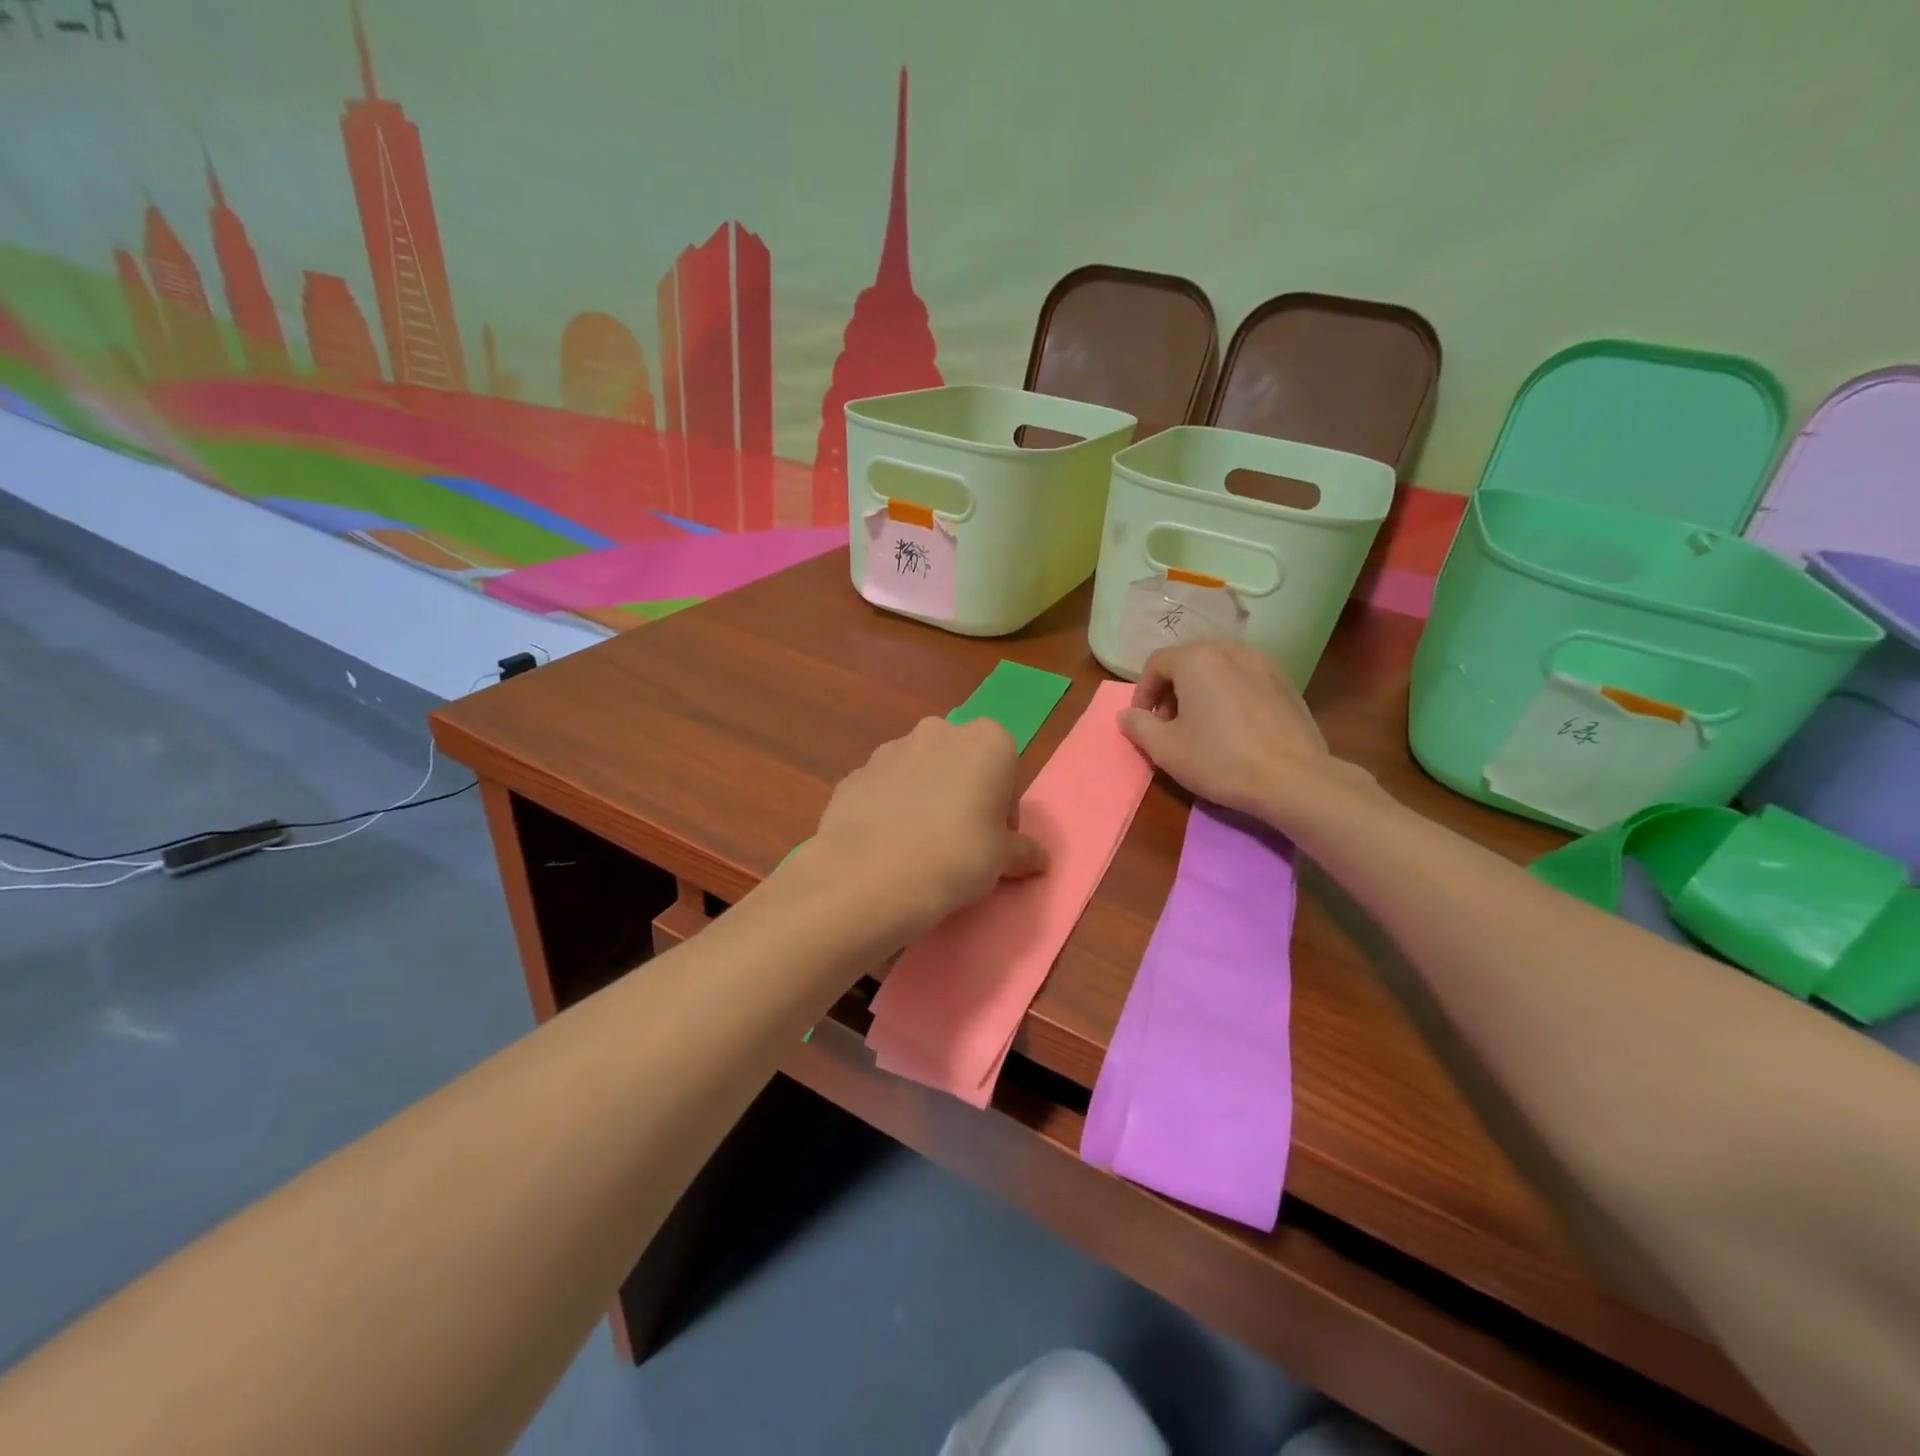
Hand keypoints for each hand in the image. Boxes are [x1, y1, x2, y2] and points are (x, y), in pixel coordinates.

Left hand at [809, 716, 1047, 943]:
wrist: (871, 874)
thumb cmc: (957, 856)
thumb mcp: (1003, 860)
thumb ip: (1023, 852)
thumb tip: (1039, 859)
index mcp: (986, 740)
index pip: (1006, 771)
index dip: (1002, 810)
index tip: (993, 842)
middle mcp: (938, 731)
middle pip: (961, 764)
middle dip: (962, 795)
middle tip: (960, 843)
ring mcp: (891, 748)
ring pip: (920, 773)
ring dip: (925, 799)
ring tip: (919, 846)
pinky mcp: (855, 773)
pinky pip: (884, 790)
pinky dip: (890, 810)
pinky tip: (887, 846)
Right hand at [1117, 640, 1365, 829]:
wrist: (1294, 779)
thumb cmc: (1220, 760)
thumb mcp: (1165, 749)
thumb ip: (1138, 726)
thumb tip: (1126, 715)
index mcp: (1197, 659)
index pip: (1156, 664)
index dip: (1142, 693)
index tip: (1143, 722)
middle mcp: (1230, 650)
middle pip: (1188, 661)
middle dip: (1171, 690)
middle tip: (1169, 724)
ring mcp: (1263, 663)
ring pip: (1218, 669)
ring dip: (1200, 691)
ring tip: (1201, 725)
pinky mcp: (1285, 682)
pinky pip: (1244, 679)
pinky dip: (1229, 694)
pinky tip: (1234, 728)